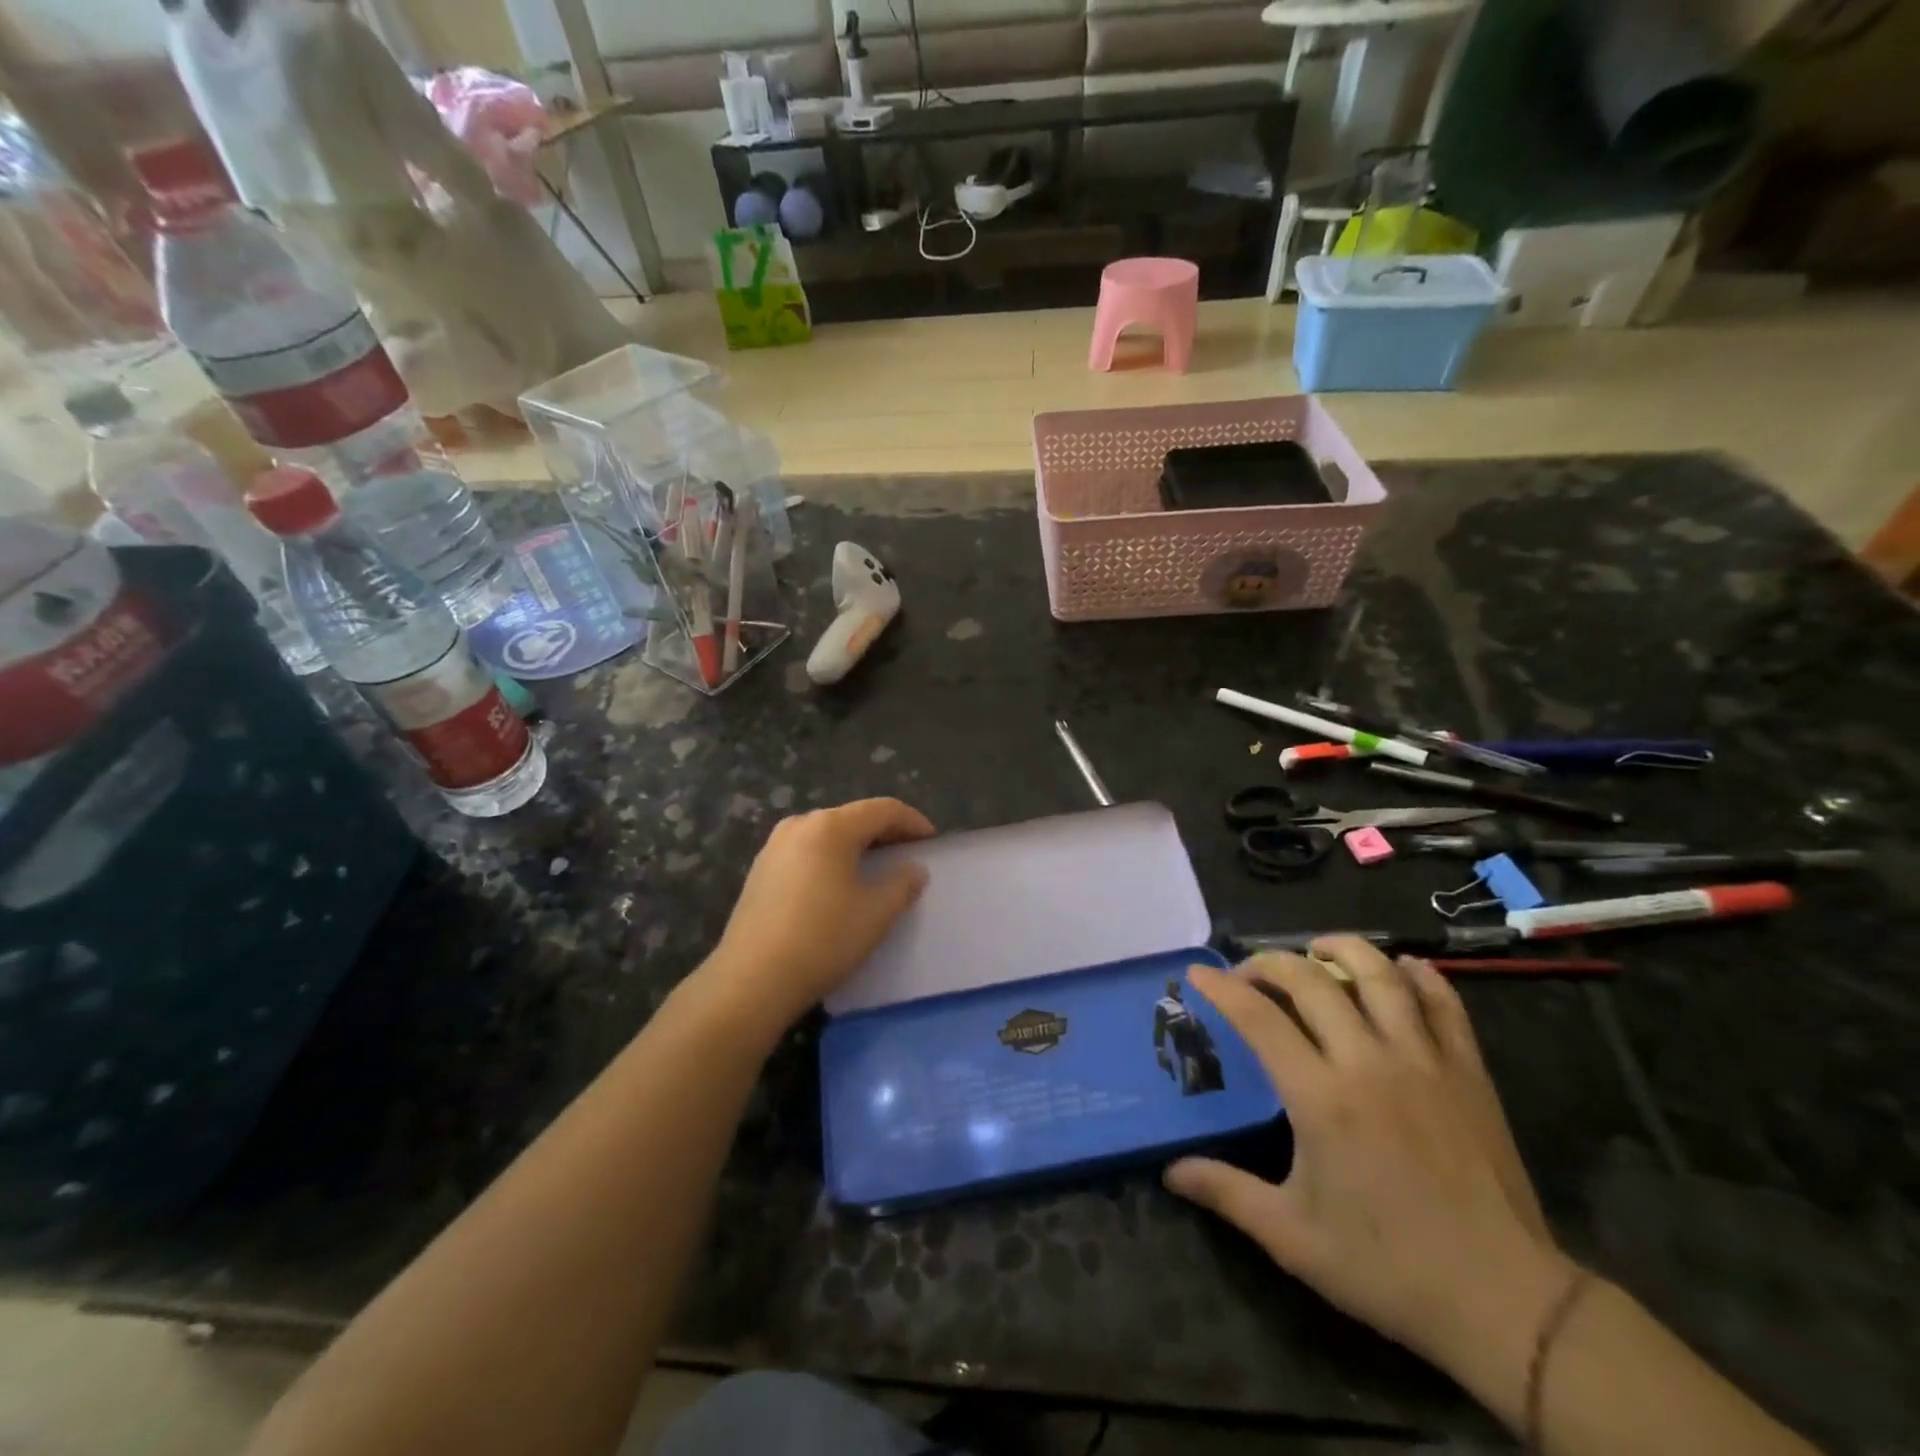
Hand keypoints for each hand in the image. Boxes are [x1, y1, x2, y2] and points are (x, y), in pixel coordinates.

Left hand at [699, 797, 934, 1037]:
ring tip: (875, 868)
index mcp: (830, 827)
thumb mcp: (876, 914)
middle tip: (907, 854)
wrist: (751, 980)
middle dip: (884, 832)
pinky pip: (806, 851)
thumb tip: (913, 869)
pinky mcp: (760, 870)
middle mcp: (800, 825)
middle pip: (853, 817)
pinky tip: (837, 885)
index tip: (931, 841)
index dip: (912, 821)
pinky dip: (830, 858)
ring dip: (856, 845)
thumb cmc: (823, 940)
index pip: (882, 809)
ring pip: (827, 834)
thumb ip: (902, 884)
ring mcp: (774, 846)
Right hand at [1163, 938, 1575, 1381]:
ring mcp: (1424, 1061)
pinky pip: (1445, 1003)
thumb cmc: (1389, 1267)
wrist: (1507, 1302)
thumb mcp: (1293, 1238)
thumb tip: (1169, 1172)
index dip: (1222, 989)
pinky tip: (1403, 968)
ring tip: (1318, 948)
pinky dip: (1420, 975)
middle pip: (1312, 981)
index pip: (1258, 1018)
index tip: (1198, 974)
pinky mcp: (1468, 1072)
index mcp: (1321, 1097)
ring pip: (1380, 976)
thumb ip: (1227, 1193)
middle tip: (1249, 971)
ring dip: (1343, 949)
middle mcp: (1369, 1061)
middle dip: (1270, 963)